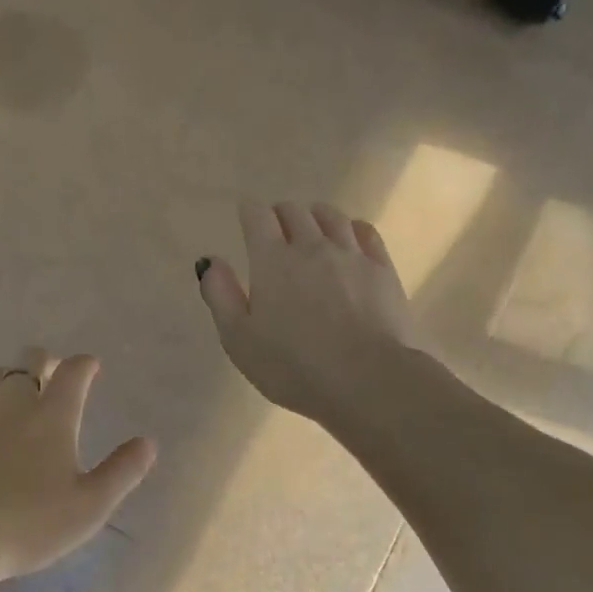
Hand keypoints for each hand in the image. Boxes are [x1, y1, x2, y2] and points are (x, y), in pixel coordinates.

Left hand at [0, 350, 156, 585]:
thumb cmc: (27, 527)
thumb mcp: (89, 507)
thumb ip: (122, 471)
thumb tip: (147, 442)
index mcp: (52, 417)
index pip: (73, 372)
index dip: (85, 364)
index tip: (91, 366)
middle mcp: (11, 404)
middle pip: (29, 362)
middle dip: (45, 361)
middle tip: (52, 374)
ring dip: (6, 378)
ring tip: (11, 394)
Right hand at [198, 201, 418, 424]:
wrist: (368, 379)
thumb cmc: (293, 367)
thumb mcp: (239, 340)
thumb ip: (221, 296)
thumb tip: (210, 261)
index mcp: (272, 260)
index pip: (257, 217)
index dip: (249, 212)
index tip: (247, 217)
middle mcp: (311, 246)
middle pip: (294, 212)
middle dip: (280, 215)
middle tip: (275, 229)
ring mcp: (351, 254)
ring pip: (331, 217)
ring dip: (315, 216)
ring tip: (311, 227)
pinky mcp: (382, 269)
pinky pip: (365, 232)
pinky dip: (351, 228)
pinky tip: (349, 238)